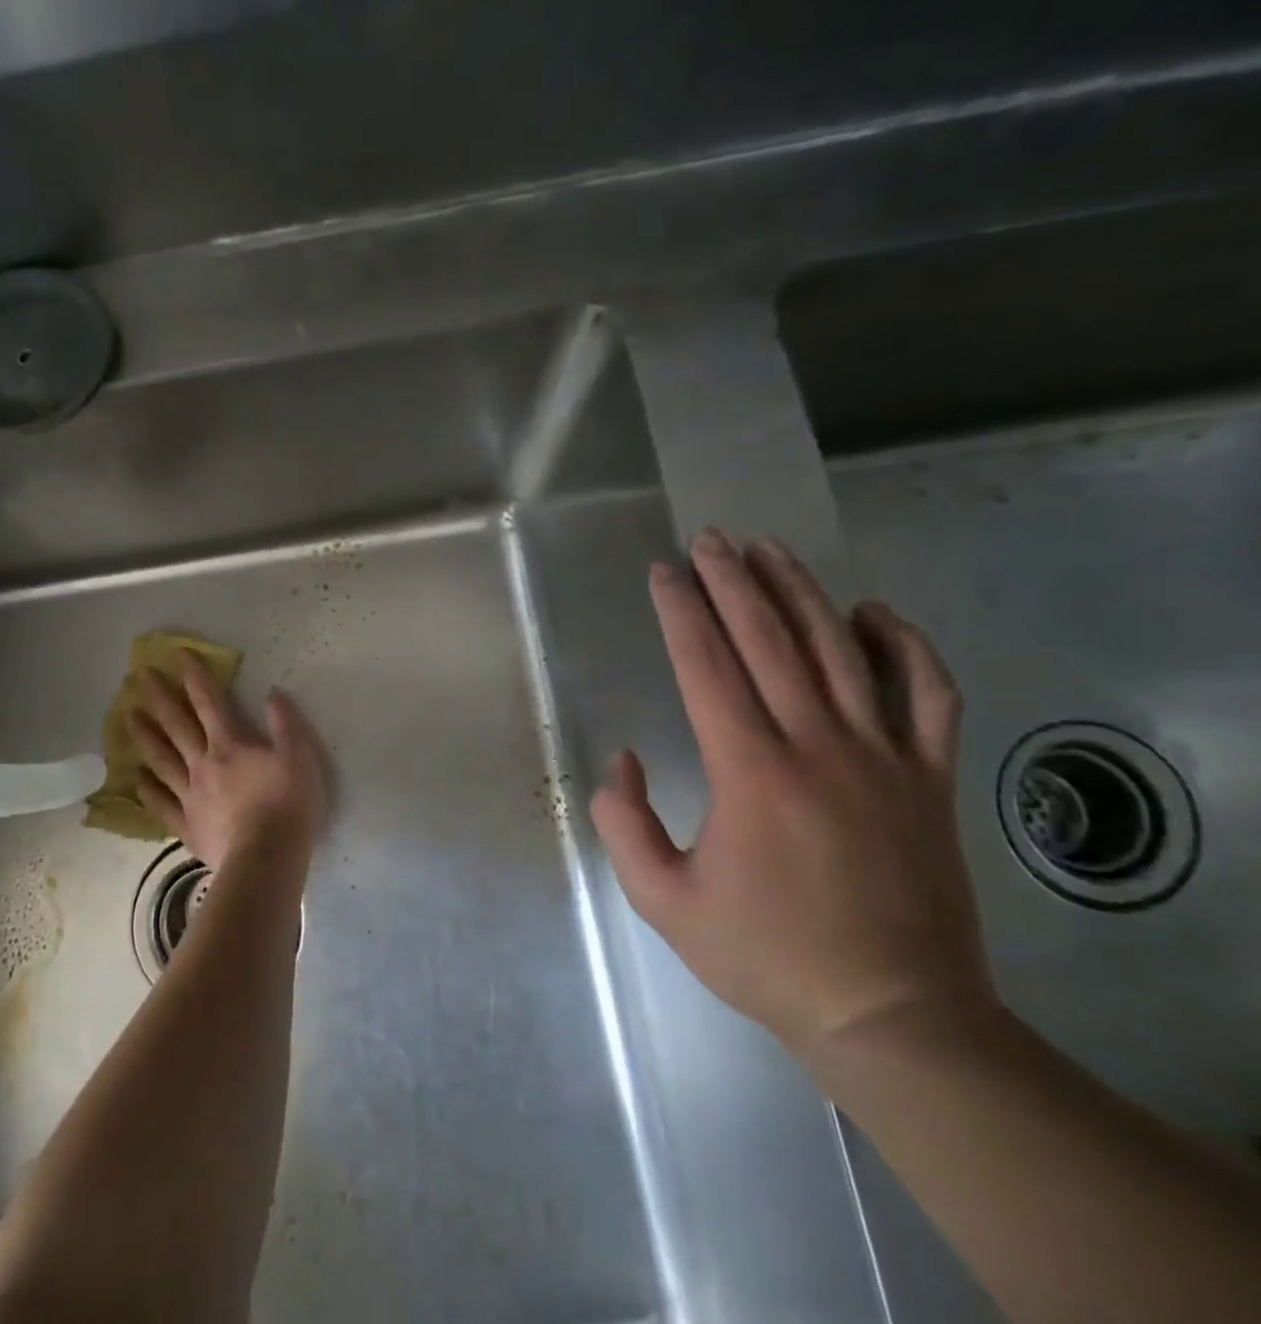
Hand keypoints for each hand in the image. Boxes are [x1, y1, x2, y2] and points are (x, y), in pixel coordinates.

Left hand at [129, 654, 328, 872]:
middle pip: (176, 725)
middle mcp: (203, 764)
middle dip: (159, 698)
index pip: (209, 702)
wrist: (266, 859)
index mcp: (230, 745)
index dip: (195, 677)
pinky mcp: (187, 826)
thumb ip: (285, 723)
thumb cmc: (288, 805)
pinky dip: (147, 790)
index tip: (178, 655)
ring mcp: (190, 796)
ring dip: (144, 736)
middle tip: (139, 677)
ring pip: (161, 760)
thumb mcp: (300, 757)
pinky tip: (137, 778)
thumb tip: (272, 693)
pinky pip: (161, 804)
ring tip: (127, 717)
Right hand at [591, 531, 996, 1062]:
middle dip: (733, 582)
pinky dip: (906, 646)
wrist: (893, 1016)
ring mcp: (885, 757)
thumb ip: (623, 821)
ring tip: (770, 550)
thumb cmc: (765, 955)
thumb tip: (623, 758)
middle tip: (710, 539)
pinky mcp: (931, 779)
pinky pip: (930, 696)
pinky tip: (874, 612)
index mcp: (750, 770)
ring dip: (801, 592)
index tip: (663, 570)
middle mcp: (818, 745)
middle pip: (771, 640)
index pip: (706, 665)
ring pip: (842, 651)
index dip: (679, 611)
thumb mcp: (662, 899)